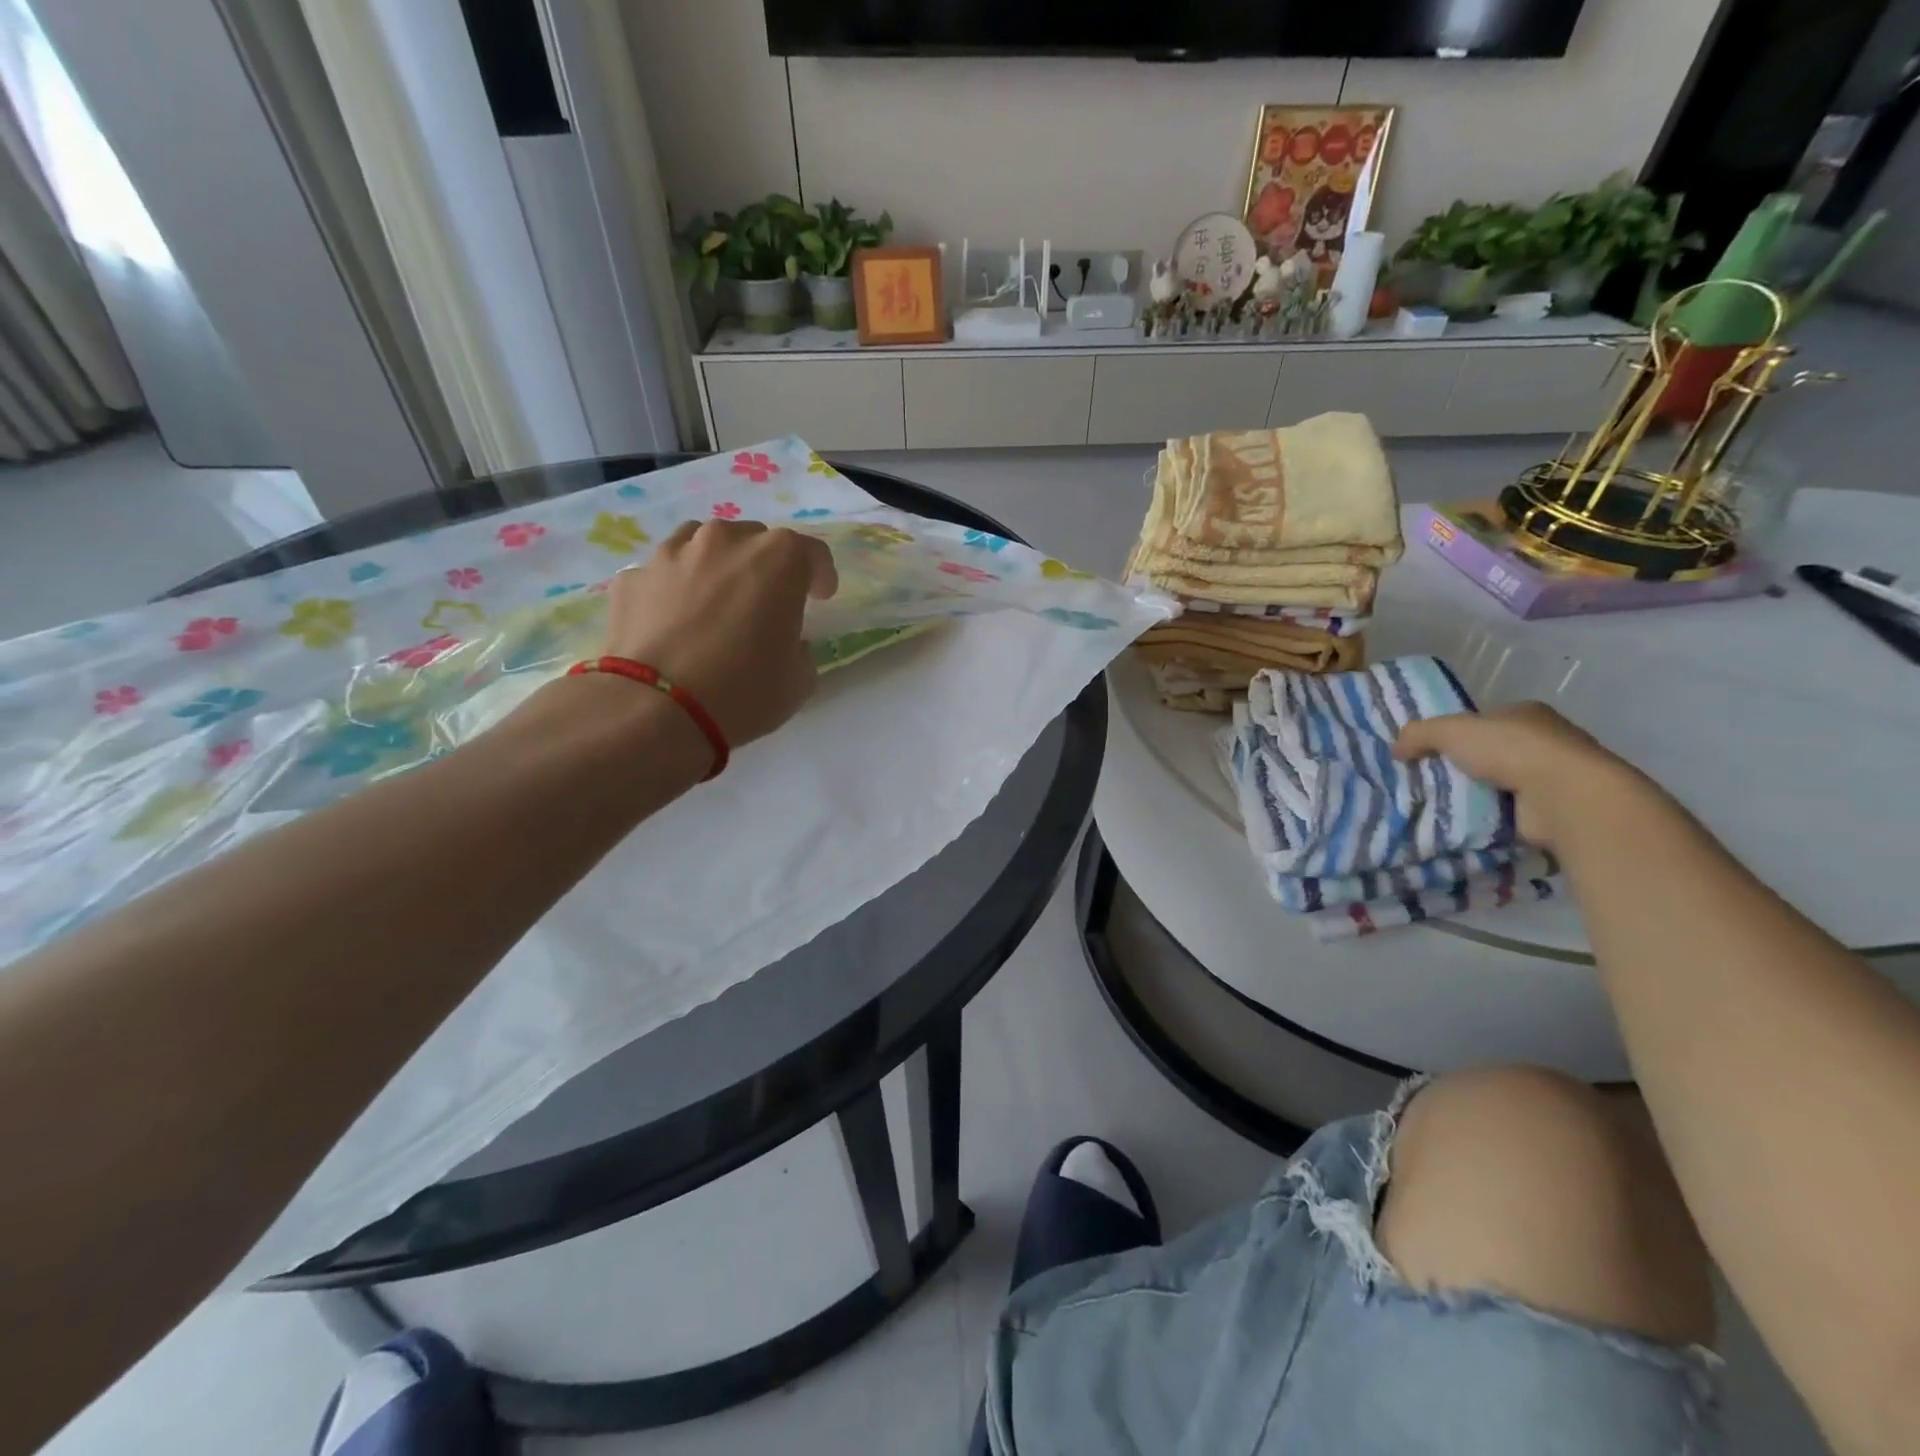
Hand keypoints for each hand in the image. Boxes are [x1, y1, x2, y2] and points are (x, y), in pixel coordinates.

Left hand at [602, 520, 837, 748]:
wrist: (655, 709)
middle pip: (755, 541)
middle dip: (765, 567)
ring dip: (716, 565)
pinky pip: (663, 574)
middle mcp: (725, 541)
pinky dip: (673, 589)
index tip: (820, 598)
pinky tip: (672, 621)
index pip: (812, 553)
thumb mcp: (799, 679)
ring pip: (702, 544)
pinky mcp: (632, 578)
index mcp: (779, 559)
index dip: (820, 576)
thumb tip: (786, 642)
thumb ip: (799, 648)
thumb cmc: (744, 691)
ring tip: (715, 601)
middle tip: (765, 604)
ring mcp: (673, 554)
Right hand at [1393, 702, 1651, 849]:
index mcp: (1525, 713)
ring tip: (1439, 806)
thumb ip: (1418, 734)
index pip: (1484, 720)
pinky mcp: (1554, 809)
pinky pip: (1510, 812)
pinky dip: (1490, 818)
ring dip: (1476, 794)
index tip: (1430, 751)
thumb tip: (1395, 750)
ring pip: (1500, 783)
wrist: (1565, 795)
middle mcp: (1545, 741)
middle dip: (1463, 766)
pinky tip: (1465, 824)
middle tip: (1427, 781)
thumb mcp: (1449, 730)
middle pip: (1491, 752)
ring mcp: (1553, 777)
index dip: (1456, 733)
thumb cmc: (1510, 750)